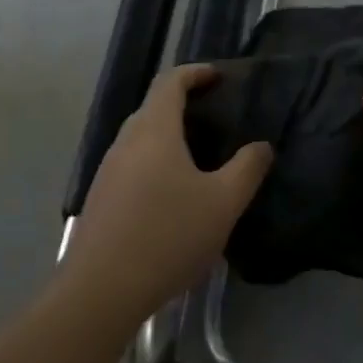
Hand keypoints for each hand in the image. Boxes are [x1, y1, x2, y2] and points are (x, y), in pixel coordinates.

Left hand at [62, 64, 272, 323]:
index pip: (169, 83)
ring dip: (168, 137)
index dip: (194, 73)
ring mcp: (107, 171)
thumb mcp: (223, 203)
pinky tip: (172, 194)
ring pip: (140, 139)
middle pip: (152, 108)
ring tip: (199, 156)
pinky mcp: (101, 199)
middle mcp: (125, 142)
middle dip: (182, 105)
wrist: (103, 288)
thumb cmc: (169, 235)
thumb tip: (261, 146)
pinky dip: (154, 162)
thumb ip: (247, 169)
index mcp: (154, 131)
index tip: (218, 77)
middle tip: (214, 117)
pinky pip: (131, 165)